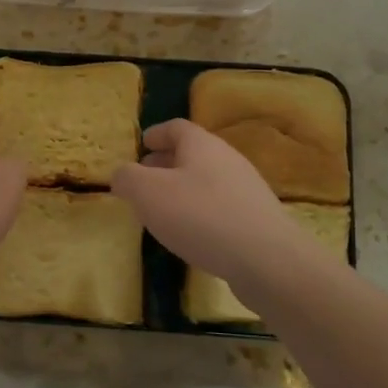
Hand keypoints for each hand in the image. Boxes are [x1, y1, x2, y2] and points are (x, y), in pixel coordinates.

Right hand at [112, 119, 298, 282]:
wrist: (266, 260)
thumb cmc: (200, 216)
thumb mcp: (148, 193)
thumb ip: (128, 178)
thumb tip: (121, 174)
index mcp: (202, 145)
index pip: (176, 128)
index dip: (156, 133)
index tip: (142, 144)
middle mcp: (227, 159)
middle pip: (193, 153)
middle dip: (166, 162)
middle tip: (145, 178)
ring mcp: (246, 189)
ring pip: (207, 180)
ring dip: (183, 188)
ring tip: (163, 209)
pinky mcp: (256, 219)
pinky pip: (220, 205)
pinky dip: (200, 210)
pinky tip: (190, 233)